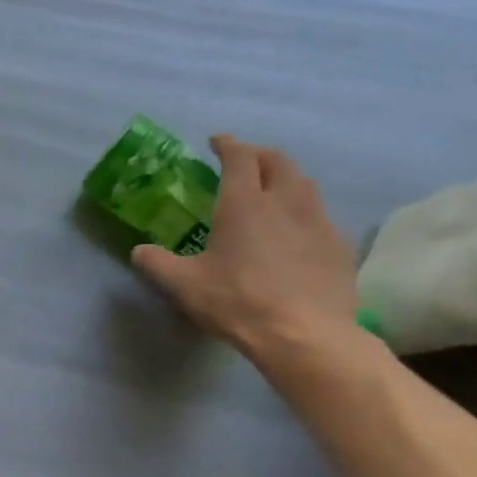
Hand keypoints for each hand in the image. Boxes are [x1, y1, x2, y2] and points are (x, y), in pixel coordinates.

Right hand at [132, 135, 360, 368]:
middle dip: (259, 155)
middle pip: (278, 161)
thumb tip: (139, 251)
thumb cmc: (237, 302)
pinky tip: (296, 233)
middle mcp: (285, 201)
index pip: (239, 157)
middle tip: (245, 162)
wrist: (304, 335)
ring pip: (304, 184)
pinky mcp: (338, 245)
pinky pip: (320, 216)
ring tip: (272, 191)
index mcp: (244, 203)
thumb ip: (158, 263)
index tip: (217, 142)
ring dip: (285, 179)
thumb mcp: (184, 285)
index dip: (227, 145)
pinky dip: (304, 213)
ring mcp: (318, 221)